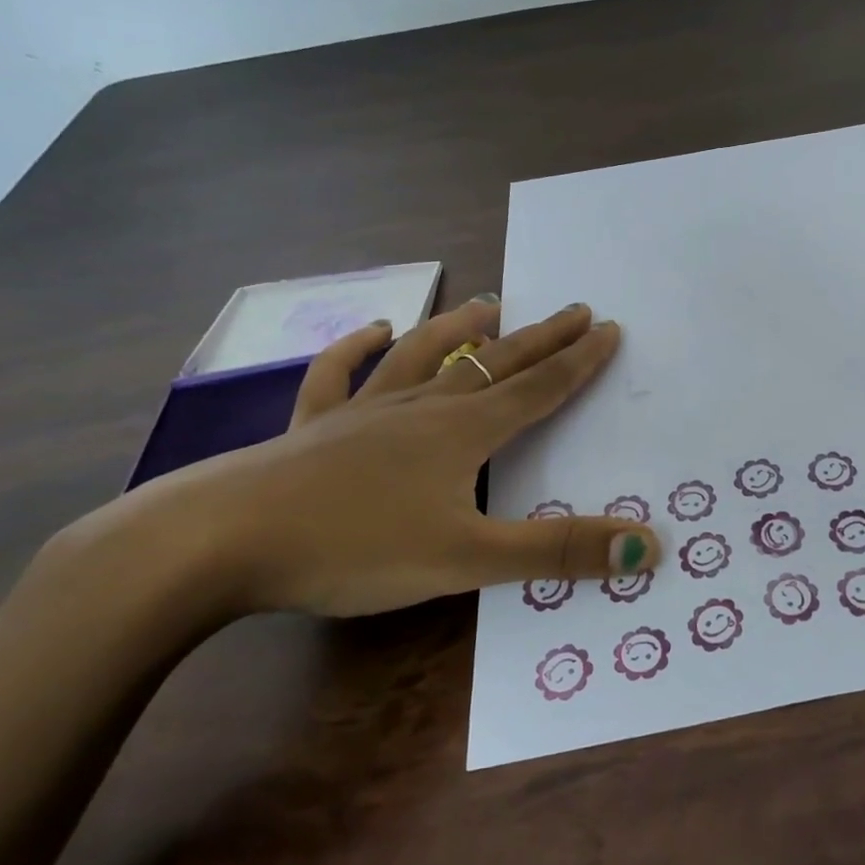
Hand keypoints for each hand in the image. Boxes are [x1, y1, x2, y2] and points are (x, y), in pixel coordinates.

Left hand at [118, 298, 659, 618]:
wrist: (218, 542)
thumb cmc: (353, 548)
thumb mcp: (468, 559)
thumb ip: (557, 551)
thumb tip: (647, 545)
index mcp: (463, 432)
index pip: (539, 388)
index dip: (579, 361)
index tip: (609, 328)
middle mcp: (421, 409)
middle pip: (495, 364)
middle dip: (541, 338)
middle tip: (575, 309)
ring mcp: (363, 412)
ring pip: (424, 357)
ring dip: (460, 330)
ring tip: (488, 304)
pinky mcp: (312, 428)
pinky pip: (337, 376)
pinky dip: (355, 349)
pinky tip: (370, 330)